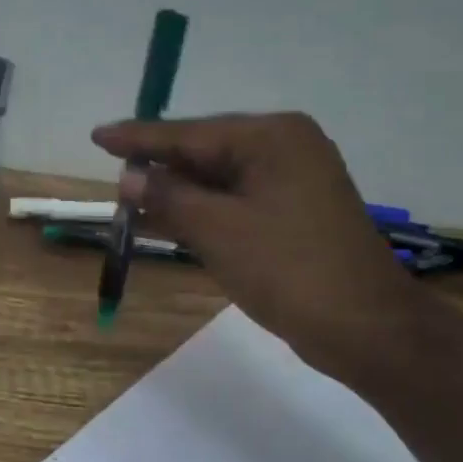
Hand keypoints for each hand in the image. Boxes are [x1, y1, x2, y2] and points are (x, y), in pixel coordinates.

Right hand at [92, 113, 434, 378]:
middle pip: (205, 151)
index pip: (189, 133)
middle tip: (113, 179)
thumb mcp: (217, 230)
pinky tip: (168, 219)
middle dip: (159, 169)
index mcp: (271, 138)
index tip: (97, 135)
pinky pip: (236, 200)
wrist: (365, 328)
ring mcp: (294, 180)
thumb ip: (168, 196)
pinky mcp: (295, 211)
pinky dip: (203, 210)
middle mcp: (285, 147)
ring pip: (219, 179)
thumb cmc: (287, 270)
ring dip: (178, 193)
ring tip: (130, 200)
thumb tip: (129, 175)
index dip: (138, 138)